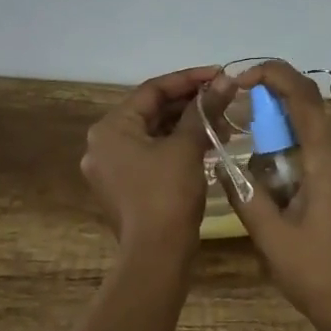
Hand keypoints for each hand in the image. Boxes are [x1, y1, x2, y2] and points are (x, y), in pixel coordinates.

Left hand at [81, 65, 226, 263]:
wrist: (156, 256)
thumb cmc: (167, 194)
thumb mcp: (187, 146)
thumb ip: (205, 109)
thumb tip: (226, 81)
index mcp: (110, 128)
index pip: (152, 90)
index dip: (189, 80)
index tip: (219, 74)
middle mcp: (103, 144)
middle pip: (152, 111)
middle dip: (191, 104)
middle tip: (224, 99)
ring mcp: (112, 167)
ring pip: (155, 134)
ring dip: (188, 125)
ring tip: (224, 123)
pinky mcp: (126, 186)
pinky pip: (153, 154)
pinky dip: (178, 146)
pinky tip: (209, 144)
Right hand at [218, 60, 330, 330]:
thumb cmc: (318, 276)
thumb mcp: (270, 237)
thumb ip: (245, 194)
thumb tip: (221, 163)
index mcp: (328, 162)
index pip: (304, 97)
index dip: (274, 75)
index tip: (242, 78)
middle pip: (304, 121)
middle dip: (268, 126)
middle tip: (239, 151)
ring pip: (310, 146)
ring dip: (280, 156)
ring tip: (262, 197)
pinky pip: (321, 165)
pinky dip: (295, 170)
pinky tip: (283, 208)